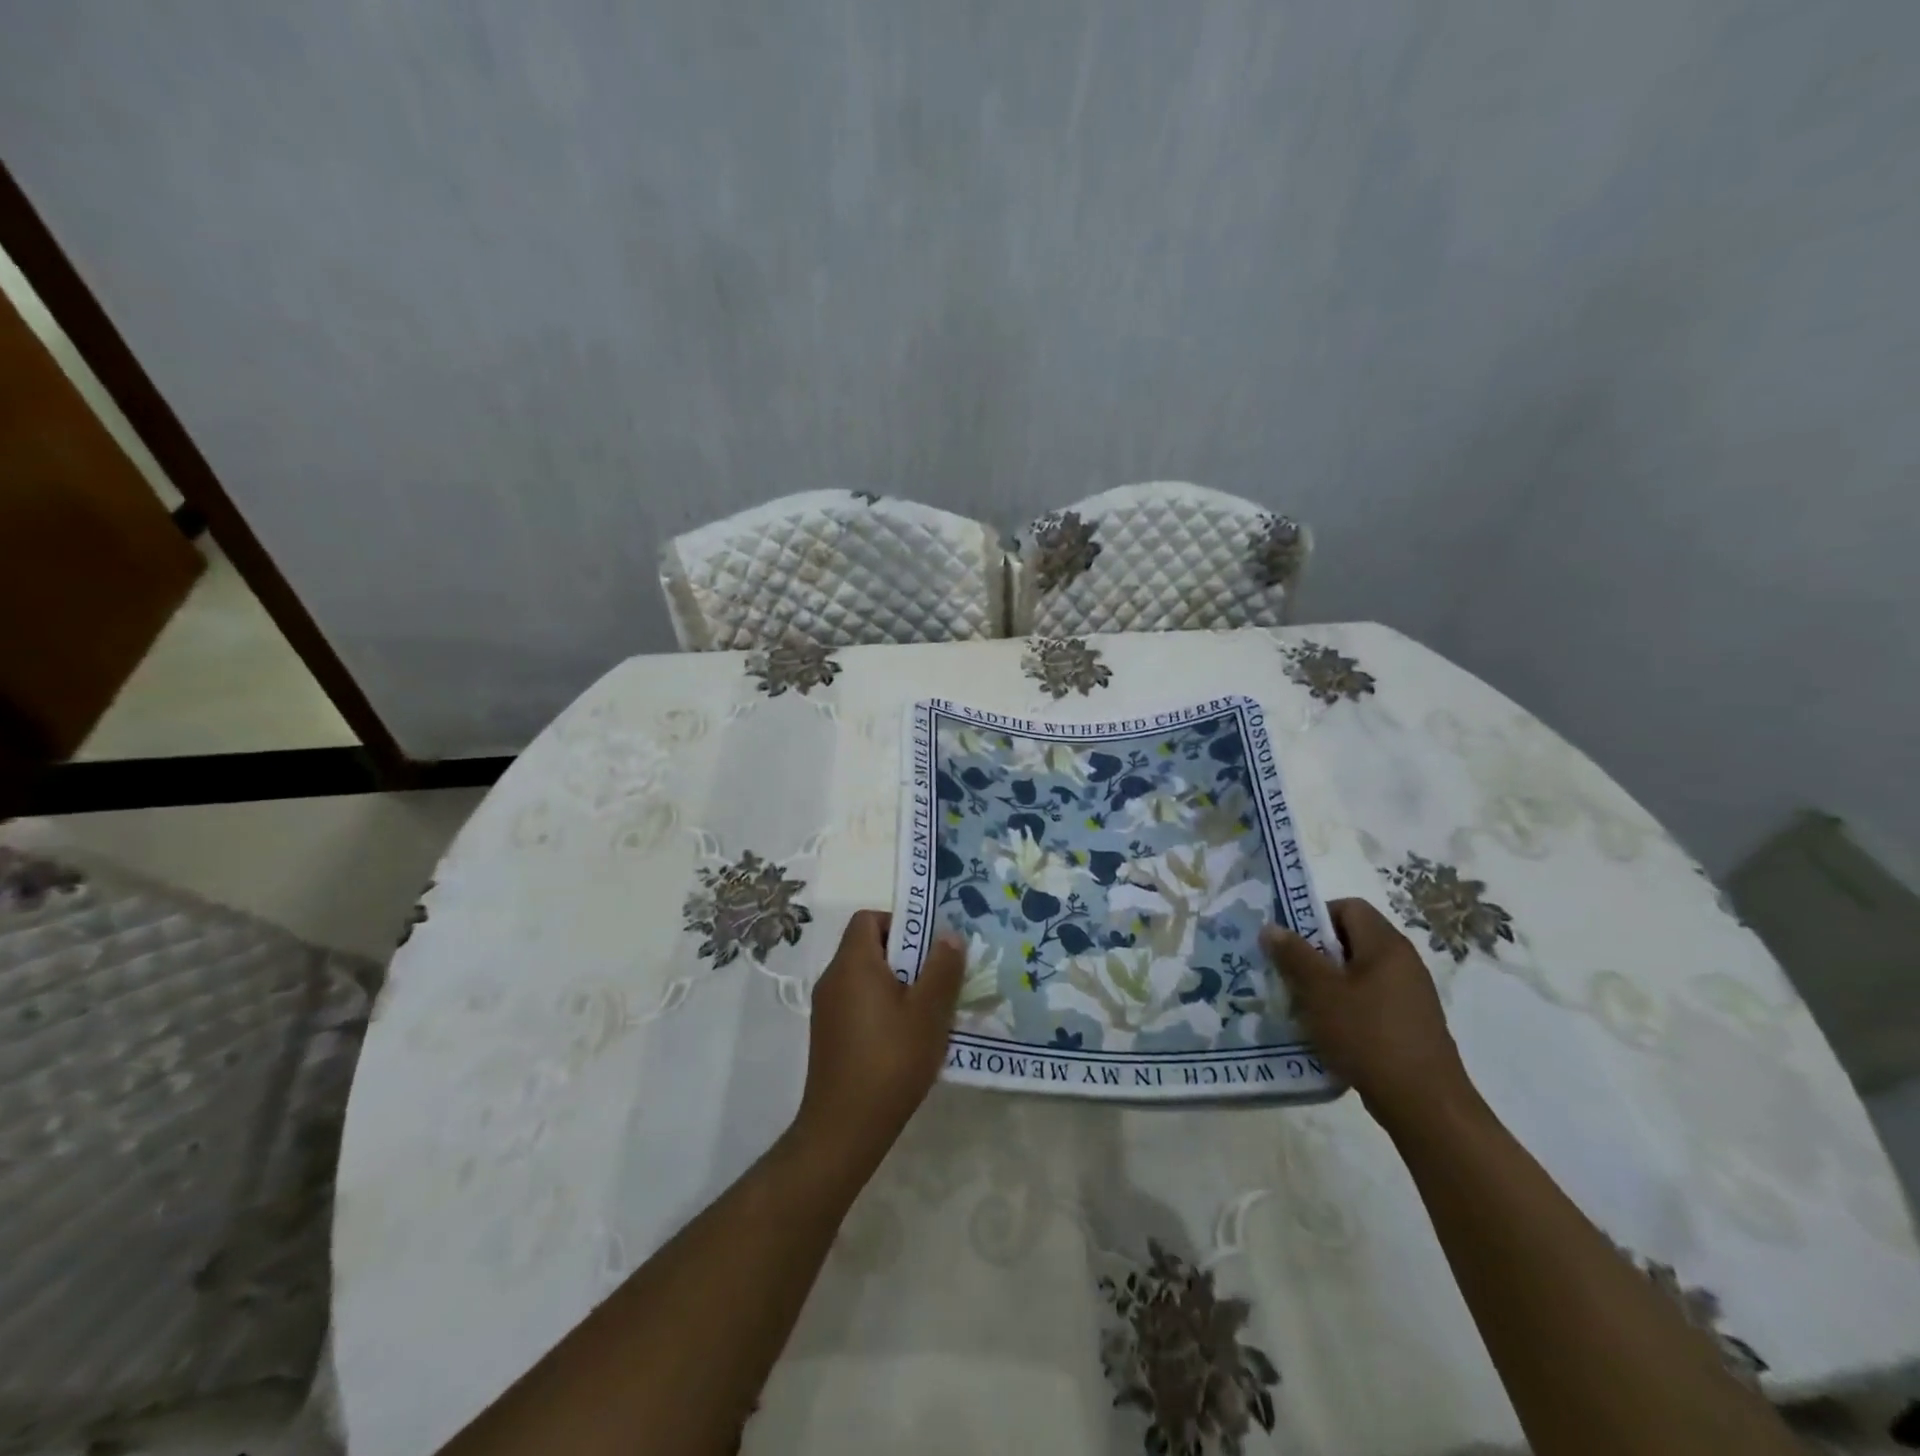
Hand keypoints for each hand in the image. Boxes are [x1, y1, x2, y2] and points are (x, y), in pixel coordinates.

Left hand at [791, 911, 964, 1177]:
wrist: (844, 1128)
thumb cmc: (890, 1060)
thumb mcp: (929, 1012)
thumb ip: (942, 968)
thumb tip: (948, 935)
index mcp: (853, 963)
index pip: (868, 918)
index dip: (900, 923)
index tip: (928, 948)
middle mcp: (833, 978)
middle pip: (868, 947)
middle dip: (906, 957)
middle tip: (938, 980)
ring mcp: (826, 1009)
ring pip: (865, 978)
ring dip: (897, 985)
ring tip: (929, 1012)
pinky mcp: (828, 1035)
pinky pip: (858, 1003)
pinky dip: (882, 1008)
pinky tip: (906, 1039)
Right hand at [1261, 898, 1475, 1134]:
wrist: (1424, 1103)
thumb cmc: (1367, 1035)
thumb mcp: (1320, 992)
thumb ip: (1294, 955)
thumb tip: (1272, 927)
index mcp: (1386, 945)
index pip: (1348, 907)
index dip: (1315, 916)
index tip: (1290, 942)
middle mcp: (1403, 962)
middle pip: (1352, 940)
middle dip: (1315, 953)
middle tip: (1287, 973)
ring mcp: (1410, 995)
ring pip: (1358, 973)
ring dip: (1327, 983)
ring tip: (1301, 1004)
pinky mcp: (1409, 1024)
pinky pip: (1370, 1000)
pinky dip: (1345, 1007)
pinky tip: (1327, 1030)